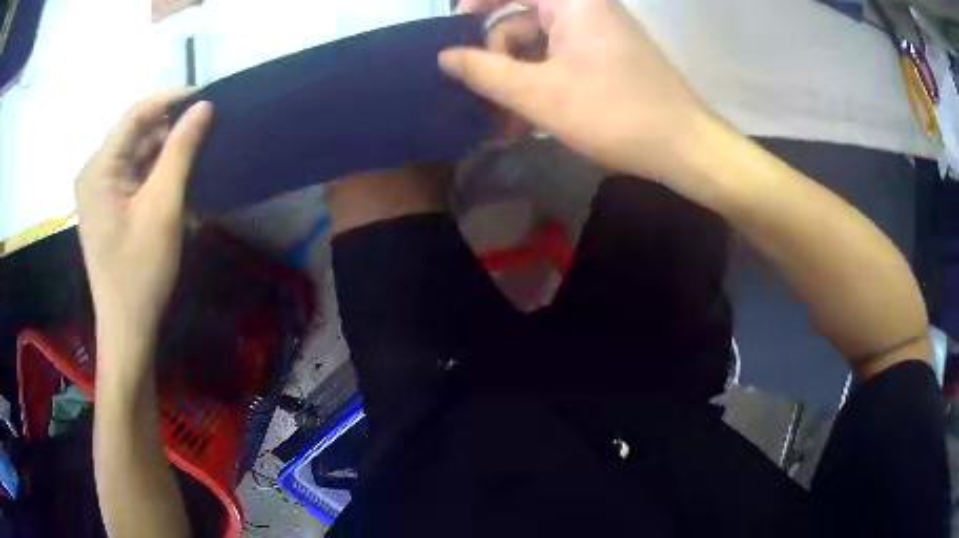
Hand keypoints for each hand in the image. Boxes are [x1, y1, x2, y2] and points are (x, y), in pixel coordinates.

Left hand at [75, 91, 211, 373]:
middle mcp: (93, 172)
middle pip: (135, 133)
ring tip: (196, 156)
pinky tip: (175, 181)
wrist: (127, 328)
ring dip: (164, 153)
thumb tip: (204, 106)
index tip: (207, 97)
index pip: (136, 114)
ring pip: (136, 154)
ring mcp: (98, 191)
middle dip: (169, 129)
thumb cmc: (140, 271)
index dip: (172, 99)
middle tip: (205, 131)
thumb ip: (181, 150)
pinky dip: (154, 173)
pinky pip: (132, 175)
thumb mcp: (163, 206)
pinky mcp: (106, 207)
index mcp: (98, 168)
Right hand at [440, 0, 711, 180]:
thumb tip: (445, 56)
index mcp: (573, 1)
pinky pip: (561, 56)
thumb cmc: (614, 114)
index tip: (454, 31)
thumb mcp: (539, 94)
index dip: (475, 3)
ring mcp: (600, 30)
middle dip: (499, 56)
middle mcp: (587, 7)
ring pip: (540, 42)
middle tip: (486, 98)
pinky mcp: (608, 53)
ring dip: (519, 76)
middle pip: (522, 18)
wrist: (685, 147)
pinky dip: (543, 80)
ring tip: (509, 118)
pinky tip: (533, 113)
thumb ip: (484, 72)